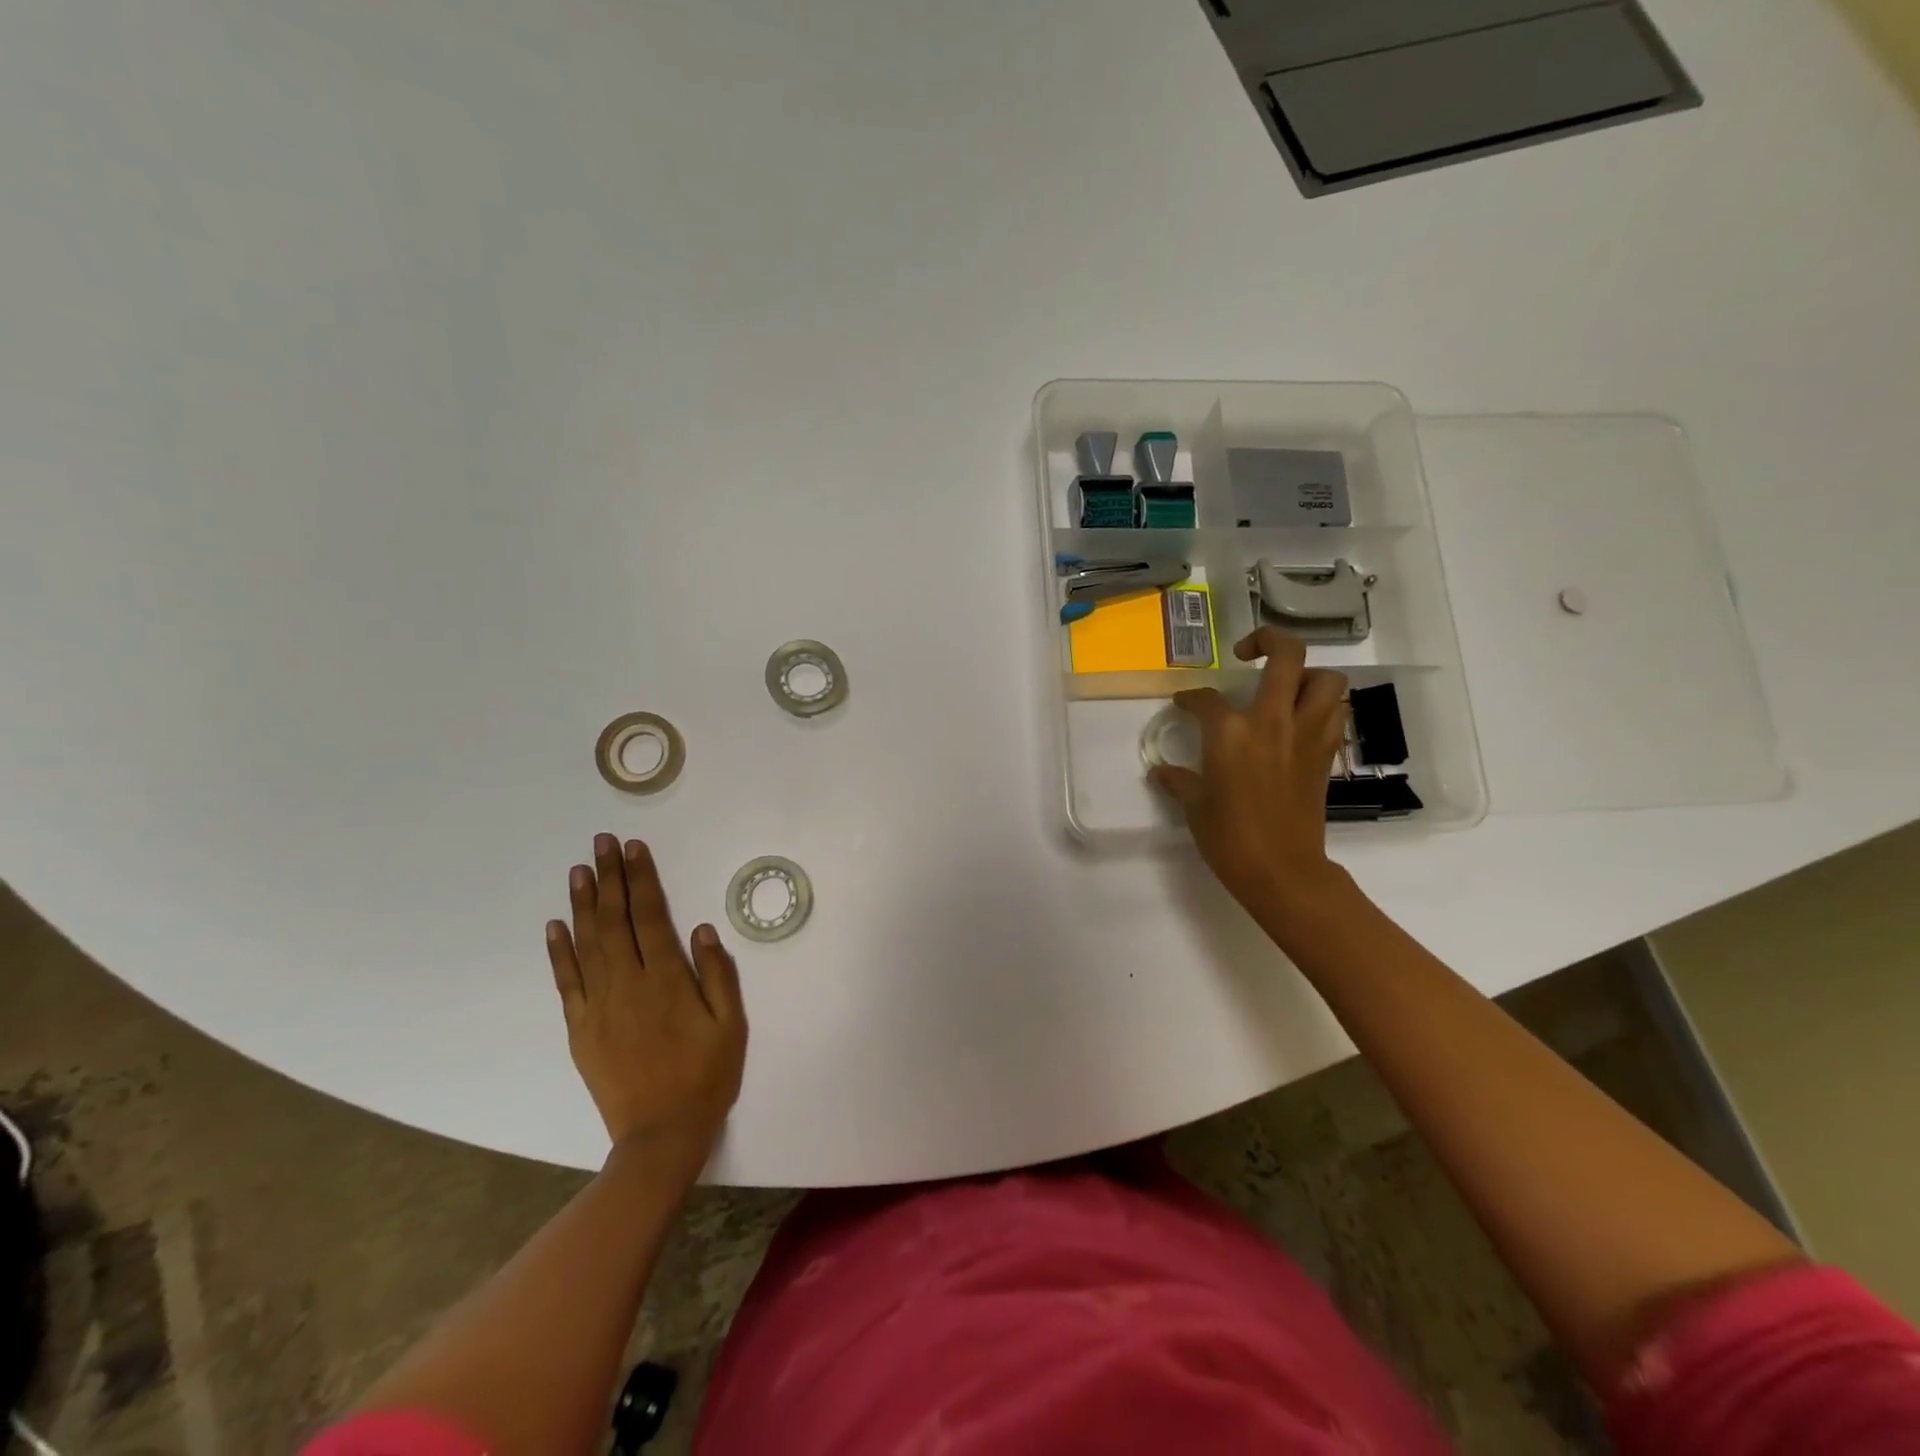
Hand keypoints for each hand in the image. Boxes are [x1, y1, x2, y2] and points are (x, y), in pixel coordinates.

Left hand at [546, 835, 746, 1180]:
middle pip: (614, 920)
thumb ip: (718, 974)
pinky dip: (559, 952)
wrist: (660, 1135)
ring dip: (583, 904)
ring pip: (587, 943)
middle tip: (602, 842)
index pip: (651, 916)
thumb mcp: (731, 1024)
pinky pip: (566, 982)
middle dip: (609, 877)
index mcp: (667, 980)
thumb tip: (702, 929)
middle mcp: (628, 984)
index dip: (642, 879)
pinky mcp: (580, 1028)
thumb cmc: (705, 1076)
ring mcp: (598, 1006)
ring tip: (579, 870)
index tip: (634, 848)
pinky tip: (555, 926)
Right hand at [1150, 628, 1350, 924]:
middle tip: (1248, 653)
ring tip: (1284, 687)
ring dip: (1307, 674)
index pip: (1207, 698)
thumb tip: (1161, 771)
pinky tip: (1299, 719)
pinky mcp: (1325, 753)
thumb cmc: (1230, 837)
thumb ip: (1179, 781)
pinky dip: (1321, 705)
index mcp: (1231, 732)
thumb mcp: (1196, 806)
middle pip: (1286, 656)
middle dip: (1267, 641)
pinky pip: (1333, 712)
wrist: (1282, 870)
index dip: (1191, 697)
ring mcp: (1306, 734)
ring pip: (1325, 679)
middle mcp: (1272, 721)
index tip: (1184, 703)